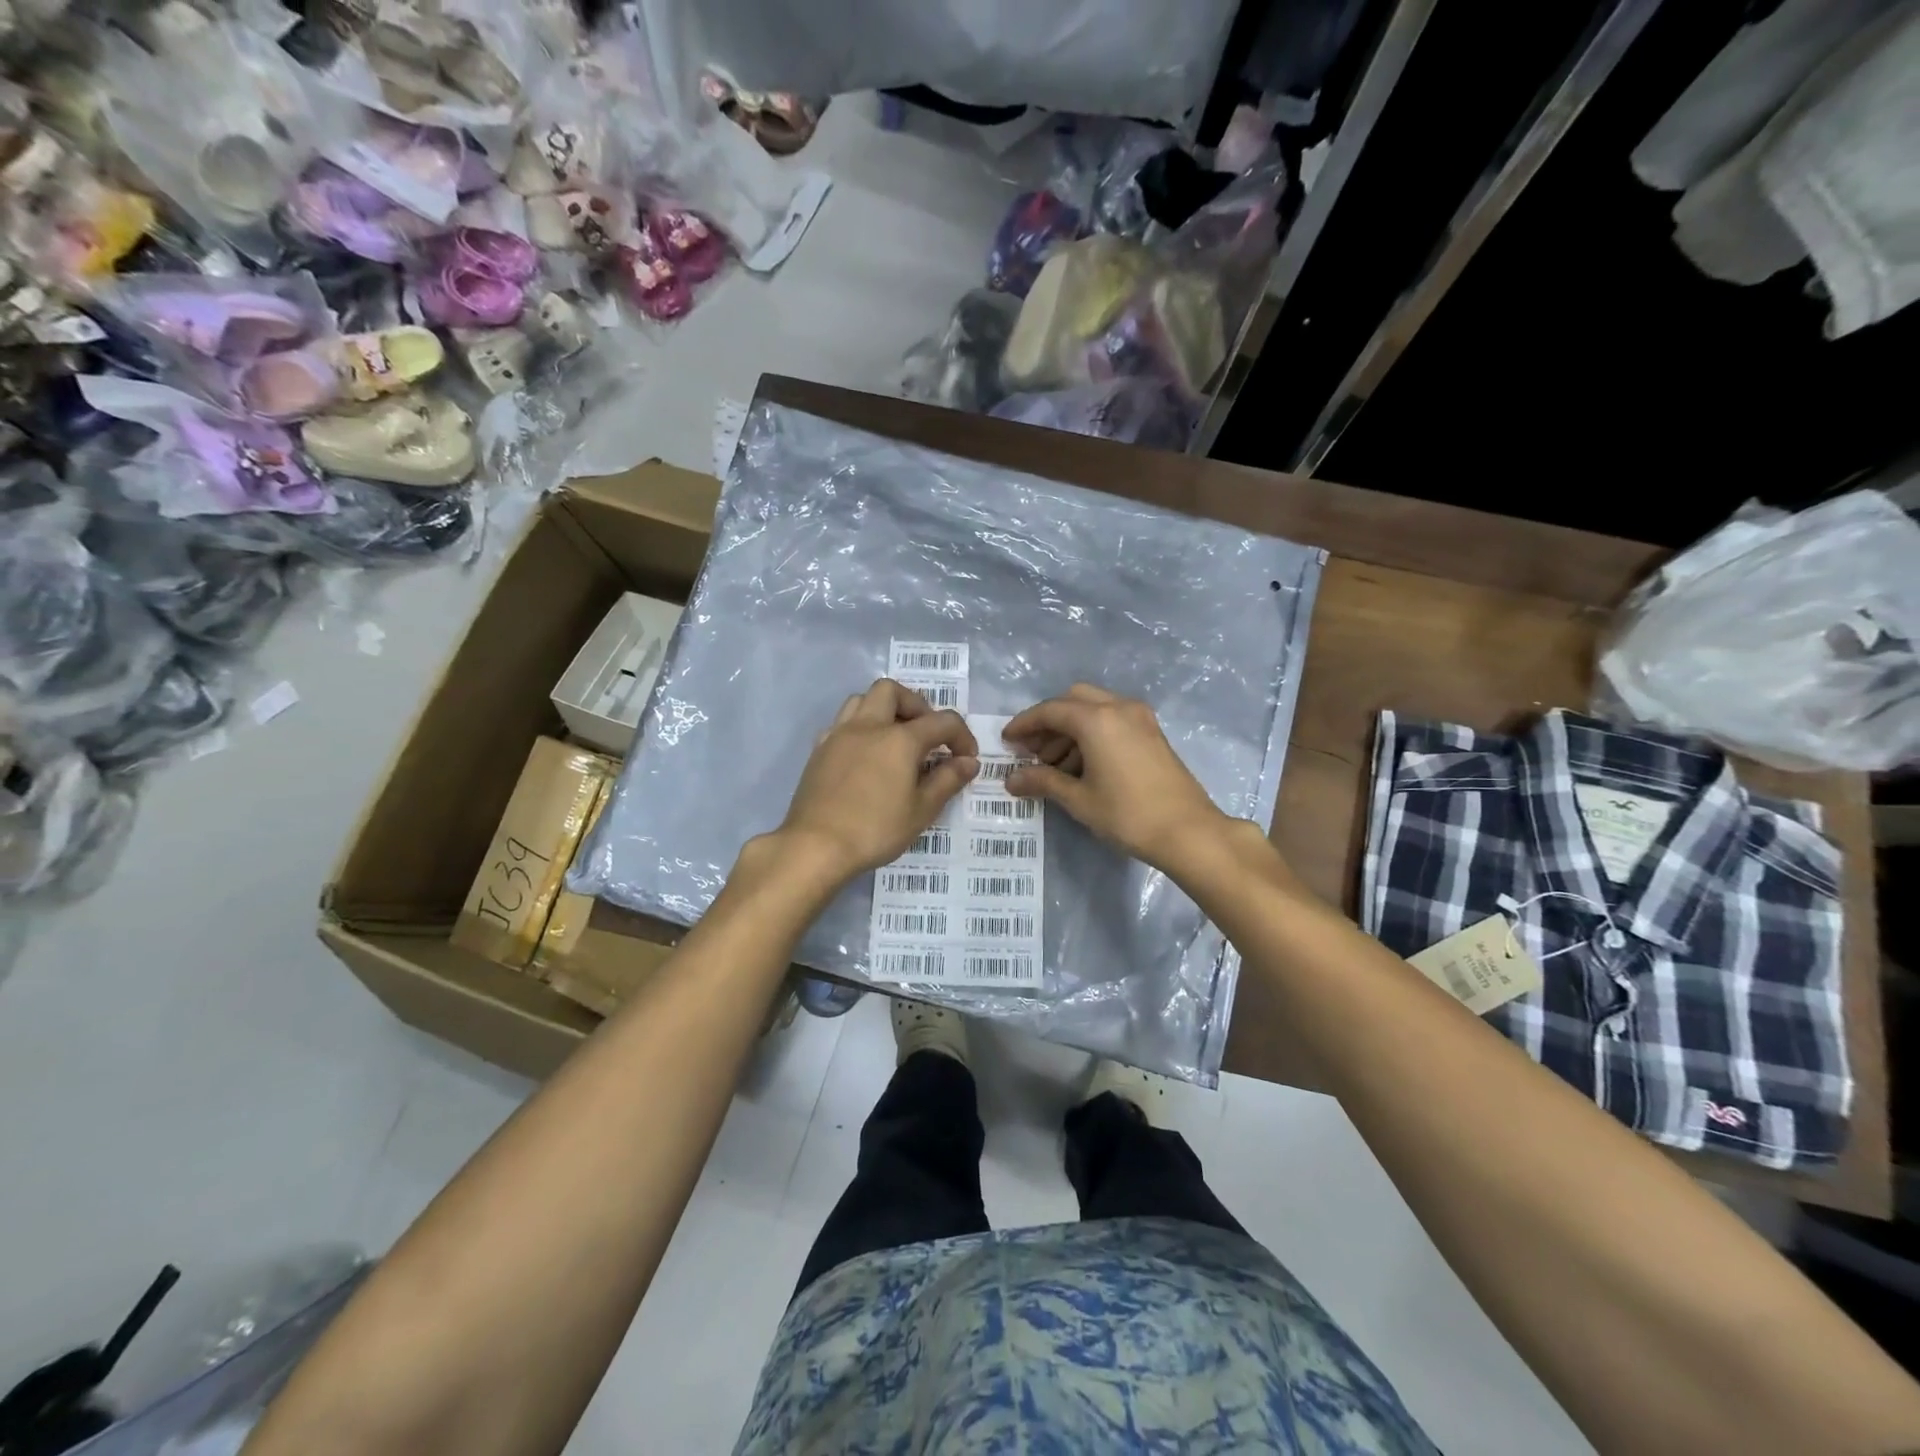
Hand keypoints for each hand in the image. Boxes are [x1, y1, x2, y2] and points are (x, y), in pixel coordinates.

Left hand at [775, 679, 977, 883]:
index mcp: (899, 739)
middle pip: (893, 692)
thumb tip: (969, 762)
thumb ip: (947, 780)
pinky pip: (842, 723)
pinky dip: (859, 728)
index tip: (967, 759)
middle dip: (916, 706)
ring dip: (884, 710)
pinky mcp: (819, 750)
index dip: (961, 736)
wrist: (815, 846)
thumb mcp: (921, 810)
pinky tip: (865, 755)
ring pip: (862, 700)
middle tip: (926, 735)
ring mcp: (839, 735)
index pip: (942, 722)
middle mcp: (868, 726)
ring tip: (895, 740)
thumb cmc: (875, 830)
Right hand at [1004, 684, 1229, 871]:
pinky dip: (1091, 733)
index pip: (1050, 710)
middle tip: (1030, 750)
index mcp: (1097, 719)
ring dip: (1069, 729)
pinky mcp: (1152, 732)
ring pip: (1094, 709)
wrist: (1188, 832)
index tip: (1006, 740)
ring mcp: (1140, 718)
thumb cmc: (1128, 815)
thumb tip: (1012, 780)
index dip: (1024, 724)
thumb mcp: (1078, 799)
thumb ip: (1043, 781)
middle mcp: (1119, 708)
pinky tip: (1081, 765)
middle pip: (1073, 700)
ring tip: (1052, 765)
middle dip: (1048, 722)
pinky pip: (1113, 720)